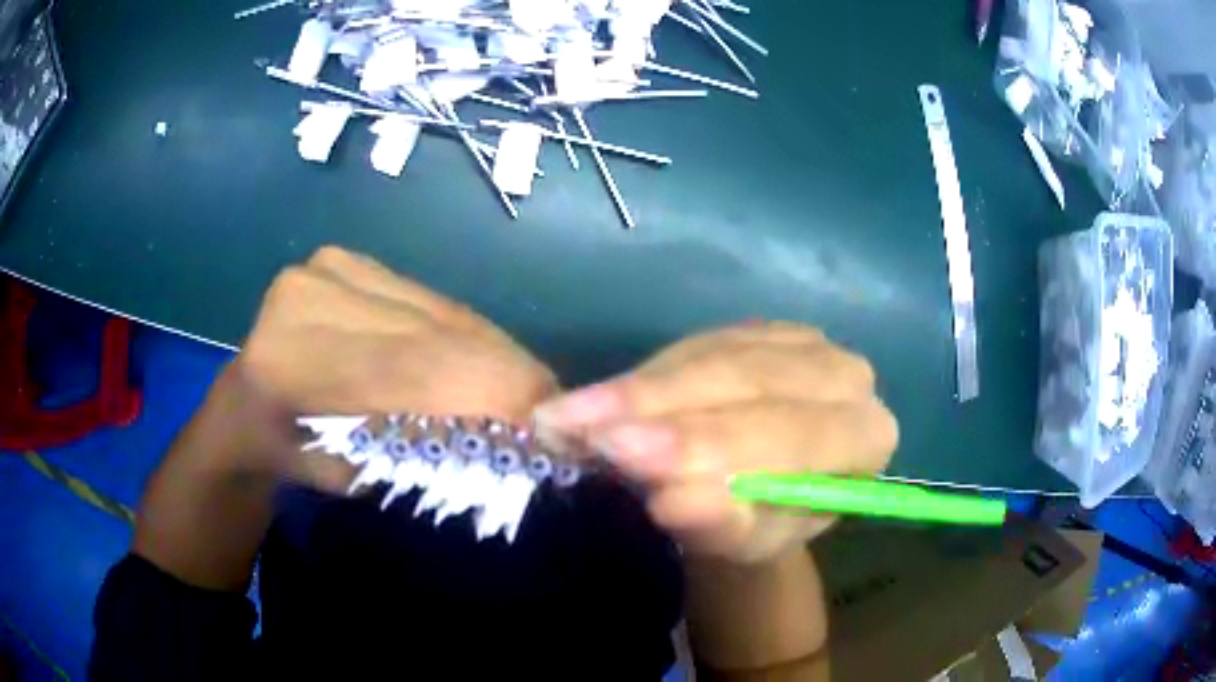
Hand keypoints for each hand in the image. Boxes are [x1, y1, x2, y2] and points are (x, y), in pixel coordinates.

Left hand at [195, 246, 557, 489]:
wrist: (244, 404)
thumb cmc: (289, 455)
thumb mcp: (352, 479)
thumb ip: (425, 455)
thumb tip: (520, 442)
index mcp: (293, 362)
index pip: (415, 369)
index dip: (495, 392)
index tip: (556, 426)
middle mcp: (309, 296)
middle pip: (436, 334)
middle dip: (507, 376)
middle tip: (557, 413)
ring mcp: (328, 267)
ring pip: (442, 312)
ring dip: (492, 355)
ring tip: (526, 392)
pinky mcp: (344, 258)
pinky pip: (429, 300)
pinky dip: (465, 335)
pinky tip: (483, 362)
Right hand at [532, 322, 896, 563]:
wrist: (764, 495)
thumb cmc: (763, 524)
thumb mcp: (744, 541)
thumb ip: (720, 522)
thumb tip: (675, 498)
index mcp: (865, 436)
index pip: (793, 432)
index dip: (709, 442)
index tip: (626, 453)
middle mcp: (845, 376)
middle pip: (751, 381)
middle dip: (660, 407)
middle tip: (579, 427)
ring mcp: (803, 341)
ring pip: (714, 355)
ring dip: (639, 388)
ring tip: (571, 415)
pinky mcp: (761, 328)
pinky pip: (697, 343)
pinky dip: (645, 373)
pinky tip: (600, 396)